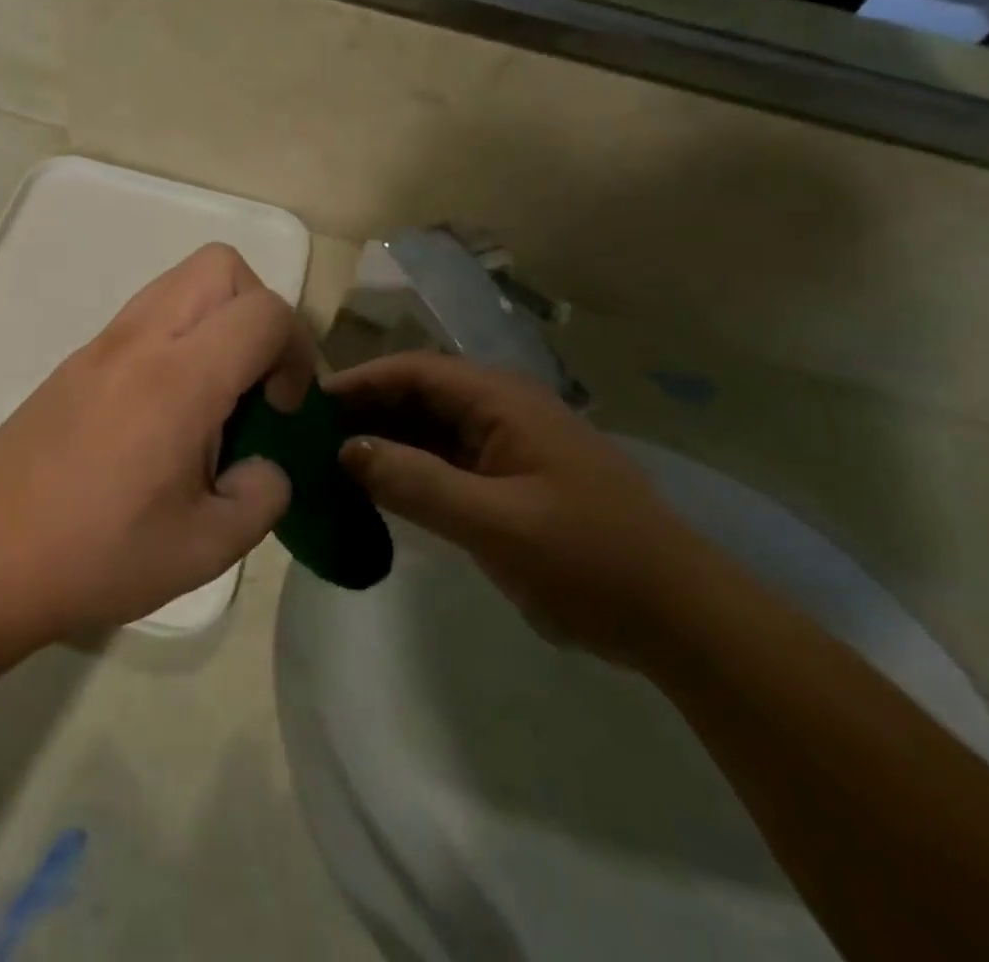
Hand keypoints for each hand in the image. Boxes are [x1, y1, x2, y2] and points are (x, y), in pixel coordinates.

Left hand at [0, 244, 311, 650]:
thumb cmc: (94, 556)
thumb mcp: (204, 550)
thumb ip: (262, 498)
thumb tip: (265, 466)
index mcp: (179, 379)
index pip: (264, 311)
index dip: (295, 350)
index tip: (280, 408)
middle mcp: (140, 340)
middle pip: (221, 266)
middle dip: (258, 310)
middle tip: (254, 381)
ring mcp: (102, 344)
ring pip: (180, 281)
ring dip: (216, 318)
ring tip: (213, 396)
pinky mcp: (77, 360)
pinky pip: (147, 314)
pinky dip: (178, 336)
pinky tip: (165, 411)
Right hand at [327, 352, 716, 666]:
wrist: (680, 618)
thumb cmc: (589, 560)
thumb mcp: (495, 523)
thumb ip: (416, 483)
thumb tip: (345, 450)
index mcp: (503, 400)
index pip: (415, 371)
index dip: (360, 381)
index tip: (308, 402)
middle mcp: (503, 410)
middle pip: (419, 395)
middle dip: (366, 410)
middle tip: (309, 436)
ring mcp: (509, 446)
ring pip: (431, 429)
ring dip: (385, 440)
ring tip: (331, 462)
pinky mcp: (512, 480)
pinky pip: (448, 461)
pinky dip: (411, 469)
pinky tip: (379, 490)